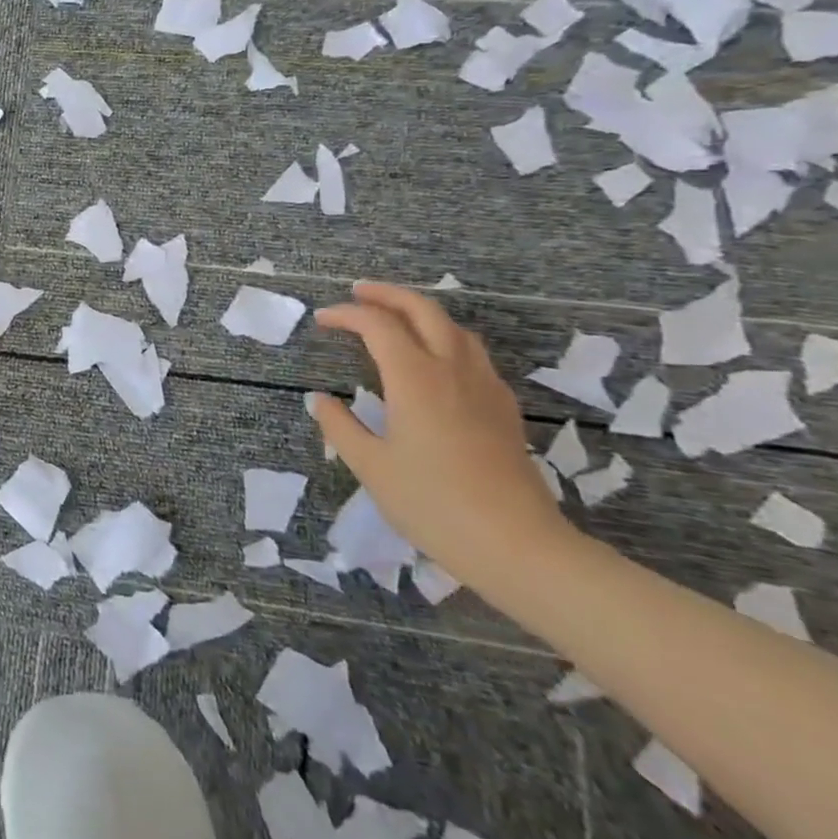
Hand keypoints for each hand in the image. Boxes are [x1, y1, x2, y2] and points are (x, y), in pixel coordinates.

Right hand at [307, 282, 573, 590]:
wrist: (517, 545)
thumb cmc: (433, 504)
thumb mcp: (371, 467)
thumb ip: (341, 427)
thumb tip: (320, 400)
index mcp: (416, 379)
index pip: (378, 326)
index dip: (347, 315)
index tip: (323, 319)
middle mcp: (453, 370)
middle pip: (424, 310)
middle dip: (388, 295)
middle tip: (358, 293)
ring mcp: (484, 386)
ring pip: (454, 328)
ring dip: (420, 312)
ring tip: (394, 319)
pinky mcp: (503, 407)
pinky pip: (472, 353)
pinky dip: (445, 338)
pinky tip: (435, 361)